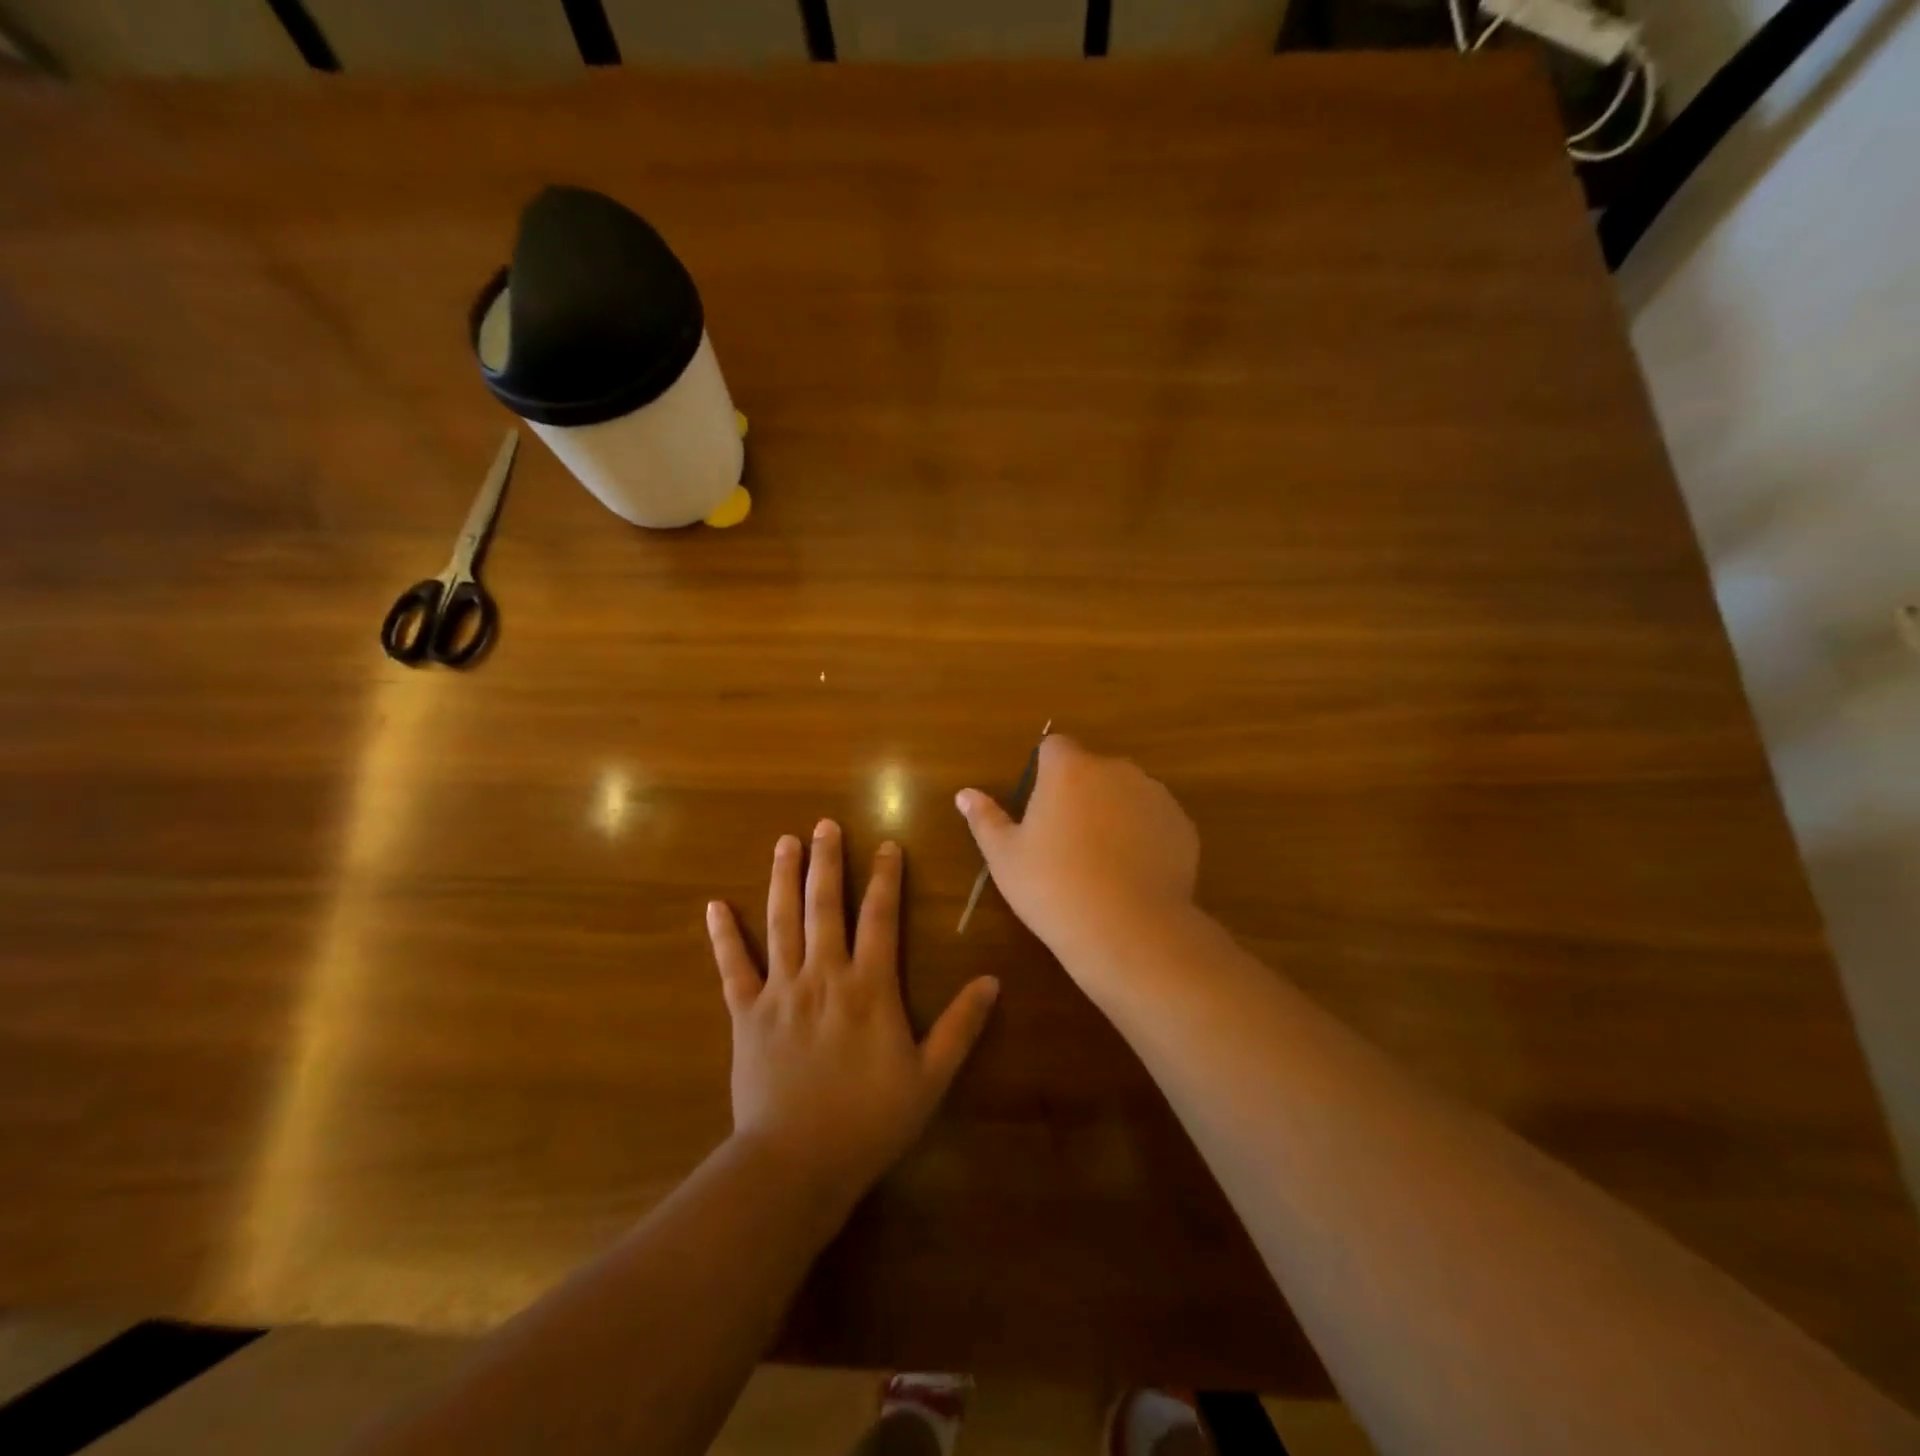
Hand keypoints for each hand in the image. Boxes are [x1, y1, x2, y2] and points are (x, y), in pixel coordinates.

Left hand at [705, 820, 999, 1211]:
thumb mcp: (930, 1078)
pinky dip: (724, 936)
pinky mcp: (746, 1013)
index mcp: (869, 987)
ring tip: (785, 843)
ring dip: (783, 879)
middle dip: (827, 861)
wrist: (795, 1164)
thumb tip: (992, 980)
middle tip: (824, 824)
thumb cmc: (869, 1122)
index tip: (887, 845)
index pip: (880, 918)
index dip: (886, 878)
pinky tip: (715, 906)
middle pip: (825, 905)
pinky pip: (733, 967)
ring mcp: (780, 991)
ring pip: (781, 922)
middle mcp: (823, 975)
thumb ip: (961, 1026)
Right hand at [954, 735, 1198, 965]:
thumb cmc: (1053, 887)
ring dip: (1113, 811)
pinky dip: (1143, 834)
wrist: (1129, 929)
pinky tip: (1132, 873)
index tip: (1039, 805)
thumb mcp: (1005, 857)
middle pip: (1092, 769)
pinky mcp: (1181, 825)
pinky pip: (1154, 819)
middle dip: (1080, 792)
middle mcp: (1115, 769)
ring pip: (1126, 792)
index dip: (1044, 770)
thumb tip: (965, 794)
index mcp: (1069, 769)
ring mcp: (1155, 795)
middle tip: (1066, 839)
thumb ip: (985, 819)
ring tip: (1102, 860)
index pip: (1054, 747)